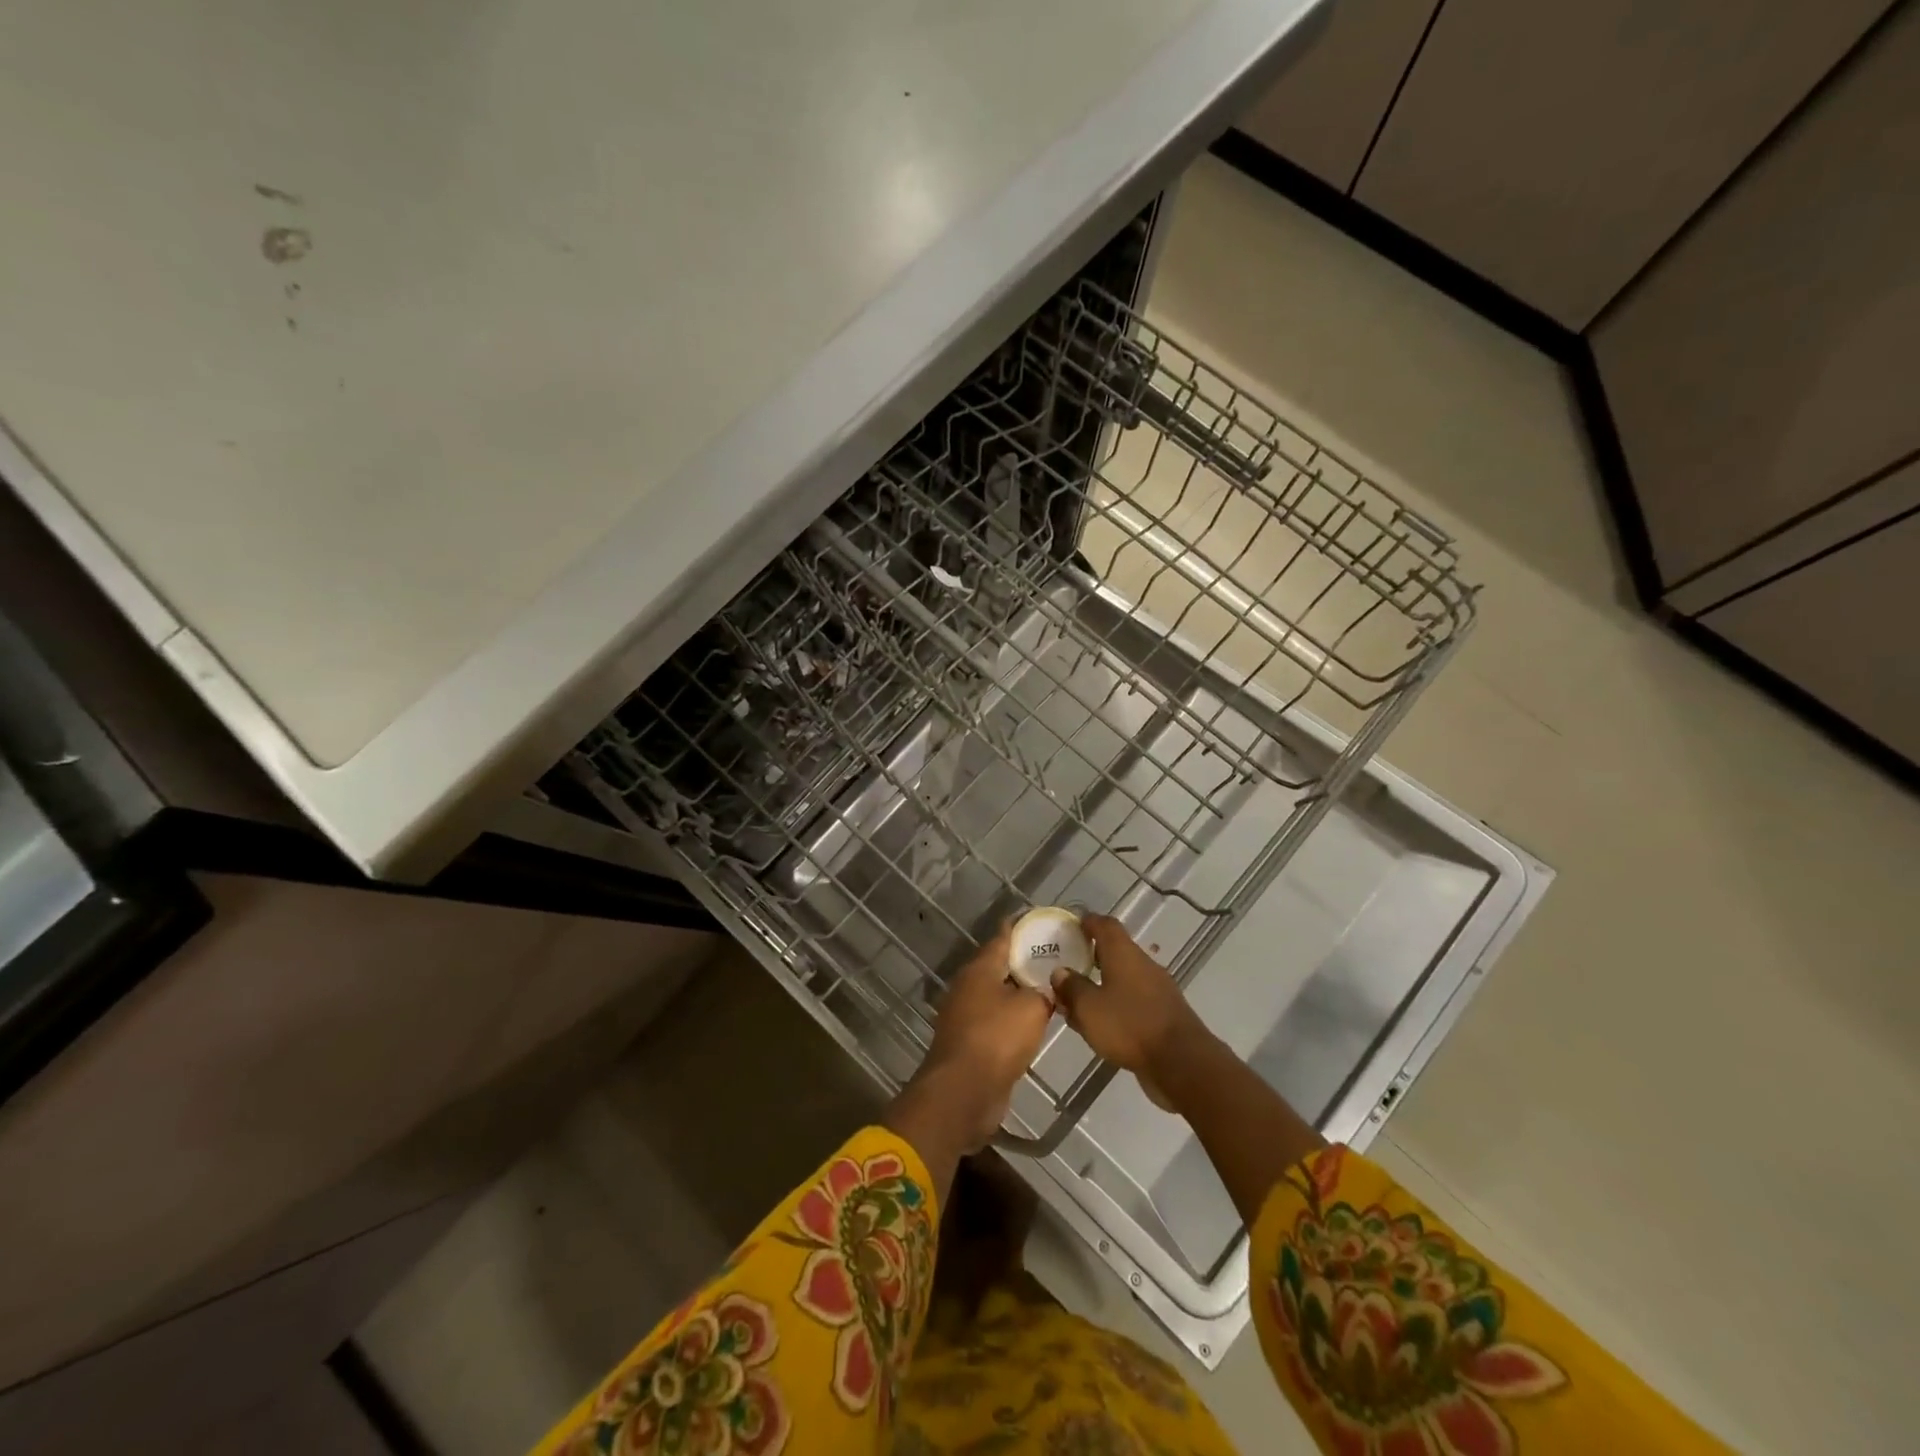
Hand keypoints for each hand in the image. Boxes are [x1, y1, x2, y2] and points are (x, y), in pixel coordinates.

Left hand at [923, 925, 1055, 1144]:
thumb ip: (1043, 993)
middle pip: (998, 967)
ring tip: (1049, 991)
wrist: (964, 1092)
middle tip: (1054, 959)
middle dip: (1023, 963)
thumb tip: (1046, 992)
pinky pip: (995, 1022)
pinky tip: (1033, 1025)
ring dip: (1019, 994)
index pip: (1002, 938)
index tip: (1040, 923)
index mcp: (979, 969)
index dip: (1021, 928)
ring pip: (997, 996)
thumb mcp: (1032, 1008)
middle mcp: (967, 987)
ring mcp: (964, 1016)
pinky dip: (1012, 1020)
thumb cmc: (997, 1038)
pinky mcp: (968, 1043)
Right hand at [1053, 916, 1210, 1084]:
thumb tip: (1061, 972)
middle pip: (1115, 951)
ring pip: (1123, 978)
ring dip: (1102, 985)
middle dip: (1091, 956)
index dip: (1088, 922)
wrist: (1181, 1062)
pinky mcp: (1164, 1014)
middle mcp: (1143, 964)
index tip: (1072, 925)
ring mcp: (1157, 989)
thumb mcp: (1089, 1007)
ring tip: (1078, 1002)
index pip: (1105, 925)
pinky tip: (1101, 1025)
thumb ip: (1072, 987)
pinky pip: (1133, 1001)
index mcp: (1124, 953)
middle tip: (1068, 966)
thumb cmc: (1130, 1025)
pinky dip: (1116, 1005)